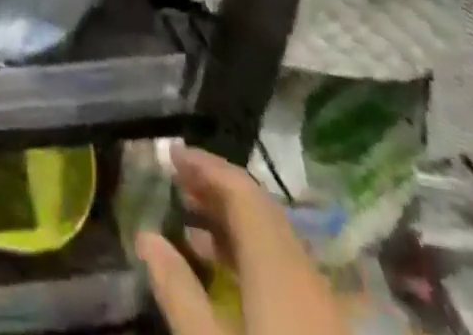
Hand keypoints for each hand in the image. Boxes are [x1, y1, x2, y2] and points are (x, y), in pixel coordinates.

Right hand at [135, 144, 346, 334]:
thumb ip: (178, 293)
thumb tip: (146, 236)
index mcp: (278, 269)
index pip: (242, 193)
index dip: (206, 167)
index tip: (170, 154)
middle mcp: (304, 274)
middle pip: (260, 212)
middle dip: (216, 190)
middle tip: (174, 180)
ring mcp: (322, 306)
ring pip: (273, 241)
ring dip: (231, 222)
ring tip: (187, 219)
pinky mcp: (325, 331)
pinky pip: (283, 270)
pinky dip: (249, 255)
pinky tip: (221, 272)